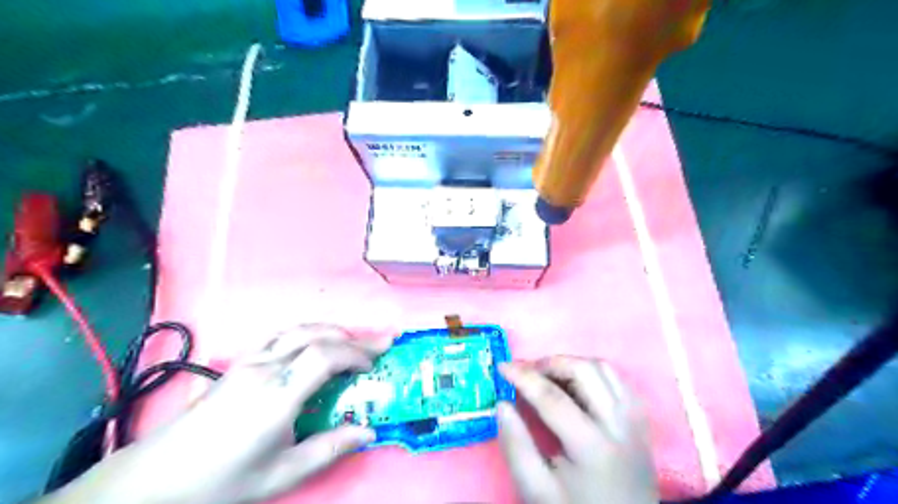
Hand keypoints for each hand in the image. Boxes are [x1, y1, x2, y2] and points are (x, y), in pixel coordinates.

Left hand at [43, 325, 390, 503]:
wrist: (156, 479)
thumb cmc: (223, 480)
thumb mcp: (282, 474)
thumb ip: (329, 448)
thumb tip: (368, 432)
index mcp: (277, 395)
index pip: (325, 356)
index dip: (356, 353)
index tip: (373, 365)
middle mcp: (265, 368)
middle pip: (317, 336)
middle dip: (353, 338)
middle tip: (379, 344)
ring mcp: (249, 361)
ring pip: (299, 329)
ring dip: (331, 331)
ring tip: (352, 342)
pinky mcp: (239, 362)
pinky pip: (281, 334)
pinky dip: (307, 332)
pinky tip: (314, 342)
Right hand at [494, 358, 657, 503]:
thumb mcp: (537, 490)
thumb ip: (516, 446)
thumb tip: (502, 404)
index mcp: (592, 446)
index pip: (552, 397)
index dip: (523, 376)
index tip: (502, 366)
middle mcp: (619, 425)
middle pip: (585, 372)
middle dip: (550, 363)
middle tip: (528, 371)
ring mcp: (634, 420)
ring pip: (604, 369)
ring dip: (572, 364)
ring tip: (549, 376)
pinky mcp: (641, 420)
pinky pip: (618, 380)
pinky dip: (593, 372)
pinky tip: (577, 385)